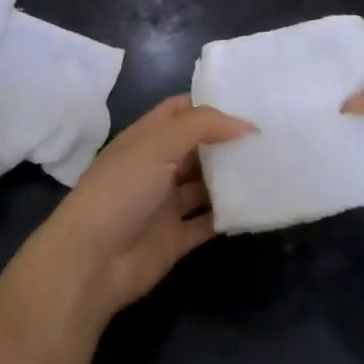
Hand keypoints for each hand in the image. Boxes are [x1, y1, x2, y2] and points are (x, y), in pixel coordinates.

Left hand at [28, 95, 251, 328]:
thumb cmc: (121, 189)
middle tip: (270, 135)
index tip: (249, 102)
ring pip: (205, 185)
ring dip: (231, 178)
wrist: (92, 261)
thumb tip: (247, 125)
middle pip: (197, 148)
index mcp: (146, 139)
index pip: (180, 111)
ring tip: (271, 166)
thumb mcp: (159, 144)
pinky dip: (229, 215)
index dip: (210, 104)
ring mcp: (165, 204)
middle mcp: (156, 167)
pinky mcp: (175, 238)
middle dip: (227, 141)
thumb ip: (203, 126)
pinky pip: (208, 222)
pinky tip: (257, 204)